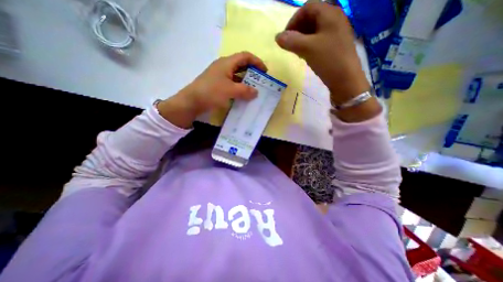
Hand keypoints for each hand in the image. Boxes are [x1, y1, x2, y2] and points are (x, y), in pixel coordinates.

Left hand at [156, 51, 266, 127]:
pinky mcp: (218, 85)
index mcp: (226, 63)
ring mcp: (220, 77)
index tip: (265, 71)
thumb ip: (245, 90)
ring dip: (246, 82)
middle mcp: (224, 67)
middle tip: (261, 82)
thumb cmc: (211, 92)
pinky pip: (232, 84)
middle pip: (241, 65)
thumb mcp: (230, 90)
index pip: (245, 56)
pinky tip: (243, 96)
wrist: (192, 102)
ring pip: (237, 76)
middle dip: (252, 72)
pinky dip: (239, 88)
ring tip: (254, 90)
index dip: (256, 61)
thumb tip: (256, 92)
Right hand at [274, 1, 367, 105]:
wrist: (346, 79)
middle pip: (311, 17)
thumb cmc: (328, 59)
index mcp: (329, 14)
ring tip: (296, 51)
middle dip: (297, 30)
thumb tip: (277, 37)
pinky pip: (319, 39)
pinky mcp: (335, 45)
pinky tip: (305, 55)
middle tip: (290, 44)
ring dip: (302, 38)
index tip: (285, 36)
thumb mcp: (307, 49)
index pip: (307, 8)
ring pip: (315, 30)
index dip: (293, 20)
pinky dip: (309, 44)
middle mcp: (334, 19)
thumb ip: (291, 41)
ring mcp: (336, 33)